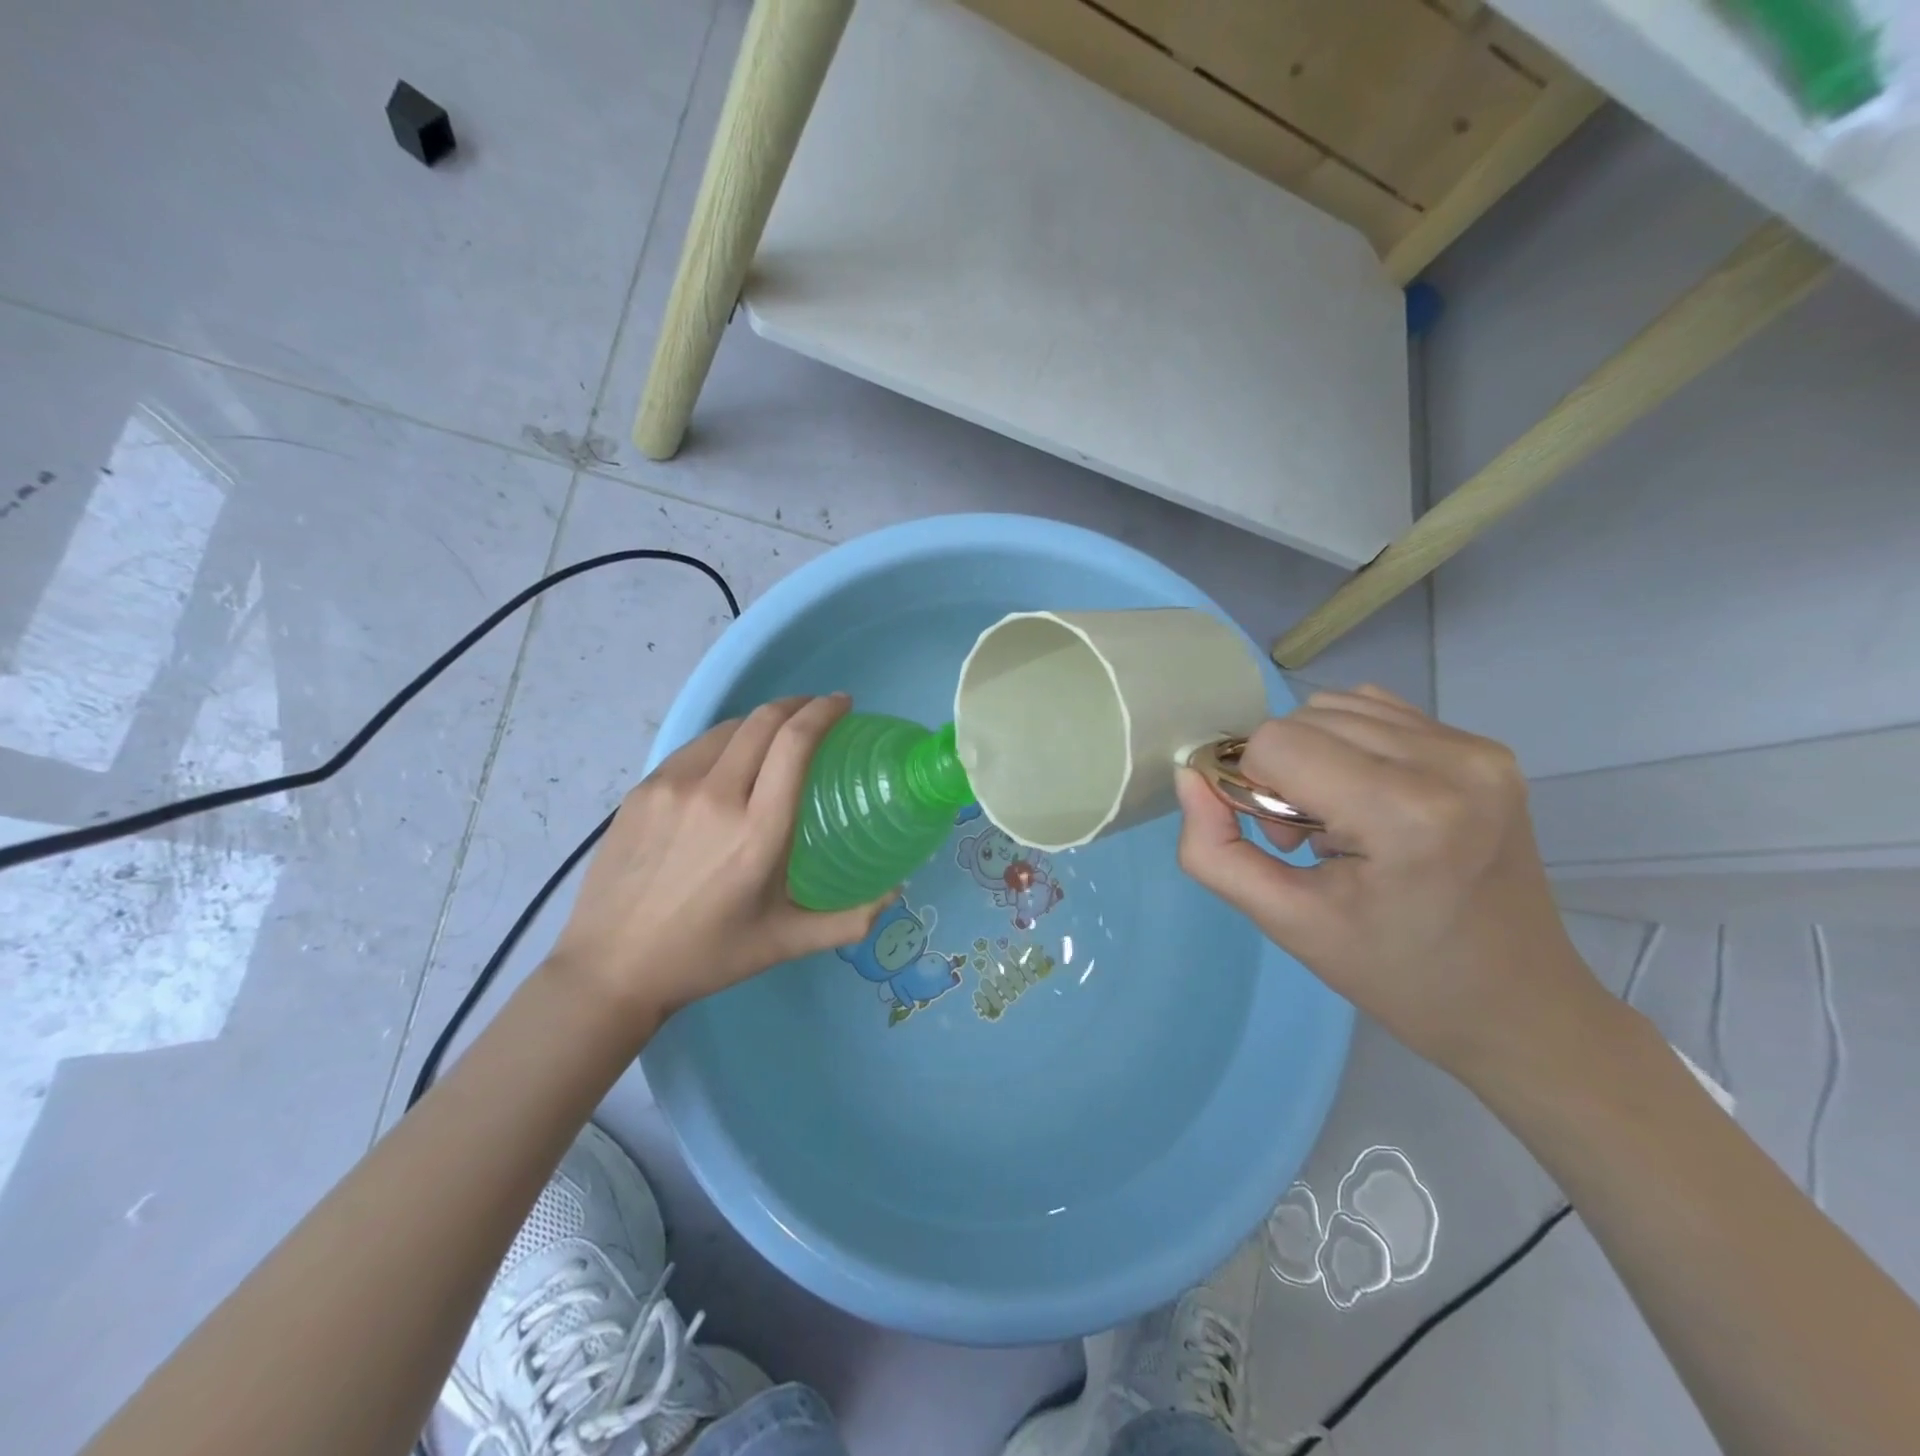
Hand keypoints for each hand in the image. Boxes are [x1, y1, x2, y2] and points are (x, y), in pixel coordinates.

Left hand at [547, 694, 890, 1023]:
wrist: (610, 968)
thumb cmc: (708, 956)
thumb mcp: (787, 942)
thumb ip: (850, 919)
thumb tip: (897, 892)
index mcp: (758, 830)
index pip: (795, 742)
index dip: (824, 711)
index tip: (843, 704)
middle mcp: (715, 795)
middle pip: (763, 720)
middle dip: (798, 704)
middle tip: (818, 713)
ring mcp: (671, 787)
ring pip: (727, 728)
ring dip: (760, 721)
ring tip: (776, 736)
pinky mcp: (641, 790)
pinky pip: (694, 749)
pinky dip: (724, 743)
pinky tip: (729, 763)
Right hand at [1174, 685, 1608, 1080]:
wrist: (1516, 1005)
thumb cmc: (1395, 974)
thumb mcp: (1285, 923)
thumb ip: (1215, 851)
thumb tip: (1190, 777)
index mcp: (1406, 814)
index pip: (1276, 743)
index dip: (1252, 785)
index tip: (1279, 839)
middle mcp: (1452, 762)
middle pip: (1304, 717)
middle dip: (1283, 771)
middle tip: (1308, 836)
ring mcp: (1478, 750)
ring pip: (1337, 707)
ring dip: (1314, 754)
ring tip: (1341, 819)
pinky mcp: (1488, 749)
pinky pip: (1379, 713)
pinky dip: (1351, 745)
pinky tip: (1369, 798)